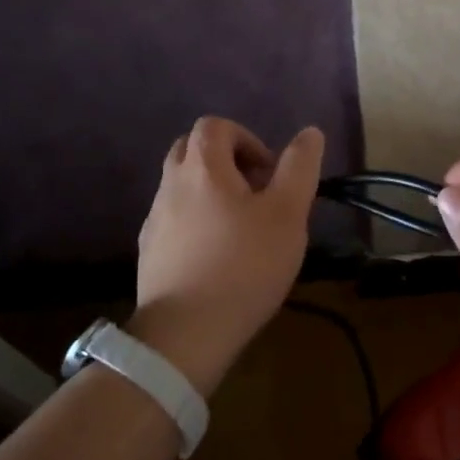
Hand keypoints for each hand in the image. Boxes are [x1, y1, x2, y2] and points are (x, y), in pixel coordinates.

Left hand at [131, 116, 324, 397]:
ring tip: (239, 227)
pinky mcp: (149, 251)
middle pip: (190, 149)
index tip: (268, 172)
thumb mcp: (287, 214)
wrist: (185, 334)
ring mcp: (154, 219)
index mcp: (203, 168)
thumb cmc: (244, 266)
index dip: (245, 138)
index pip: (214, 126)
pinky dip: (194, 220)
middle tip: (254, 192)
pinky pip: (172, 218)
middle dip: (223, 159)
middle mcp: (171, 185)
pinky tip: (216, 255)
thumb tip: (310, 132)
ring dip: (209, 191)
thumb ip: (300, 168)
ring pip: (180, 185)